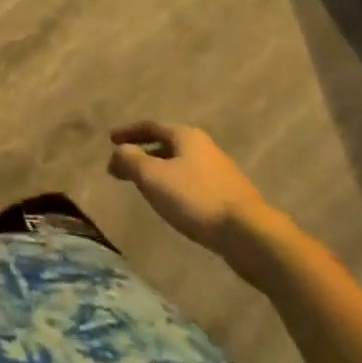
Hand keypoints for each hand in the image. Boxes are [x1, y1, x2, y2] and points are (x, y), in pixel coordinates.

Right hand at [107, 122, 277, 257]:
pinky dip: (176, 188)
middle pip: (167, 145)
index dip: (128, 132)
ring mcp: (220, 173)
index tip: (110, 140)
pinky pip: (193, 185)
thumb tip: (117, 152)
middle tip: (125, 167)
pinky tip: (173, 206)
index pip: (150, 126)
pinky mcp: (230, 198)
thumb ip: (130, 160)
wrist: (251, 236)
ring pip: (181, 166)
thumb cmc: (196, 198)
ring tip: (146, 188)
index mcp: (185, 136)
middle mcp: (204, 148)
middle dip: (144, 154)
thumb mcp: (153, 177)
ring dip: (160, 173)